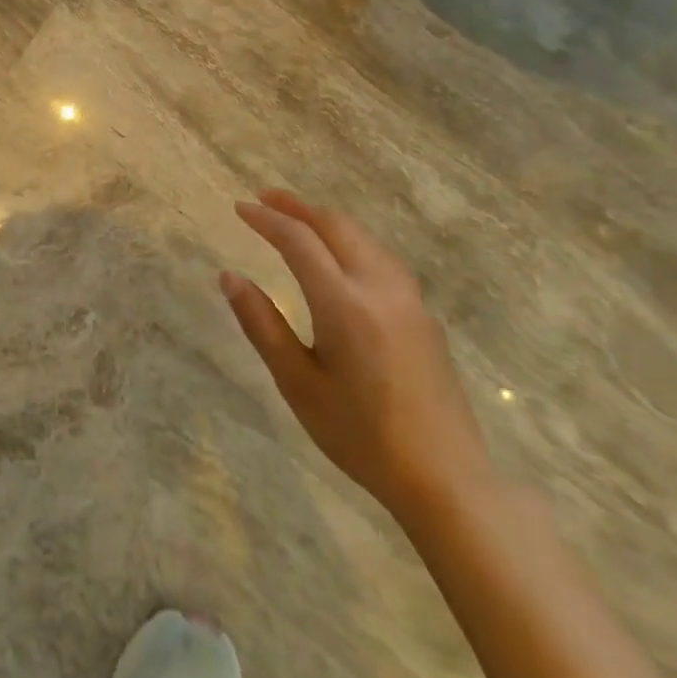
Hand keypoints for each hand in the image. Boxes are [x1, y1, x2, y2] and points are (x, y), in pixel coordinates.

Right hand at [220, 190, 492, 526]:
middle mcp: (380, 289)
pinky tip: (343, 256)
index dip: (267, 219)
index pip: (299, 241)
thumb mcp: (298, 383)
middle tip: (264, 198)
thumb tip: (230, 277)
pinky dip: (352, 241)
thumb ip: (262, 325)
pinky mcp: (424, 317)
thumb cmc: (361, 435)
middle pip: (337, 227)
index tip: (239, 207)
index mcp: (344, 303)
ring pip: (365, 239)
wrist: (446, 479)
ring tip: (299, 219)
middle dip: (298, 207)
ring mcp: (409, 301)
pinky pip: (383, 259)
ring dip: (328, 221)